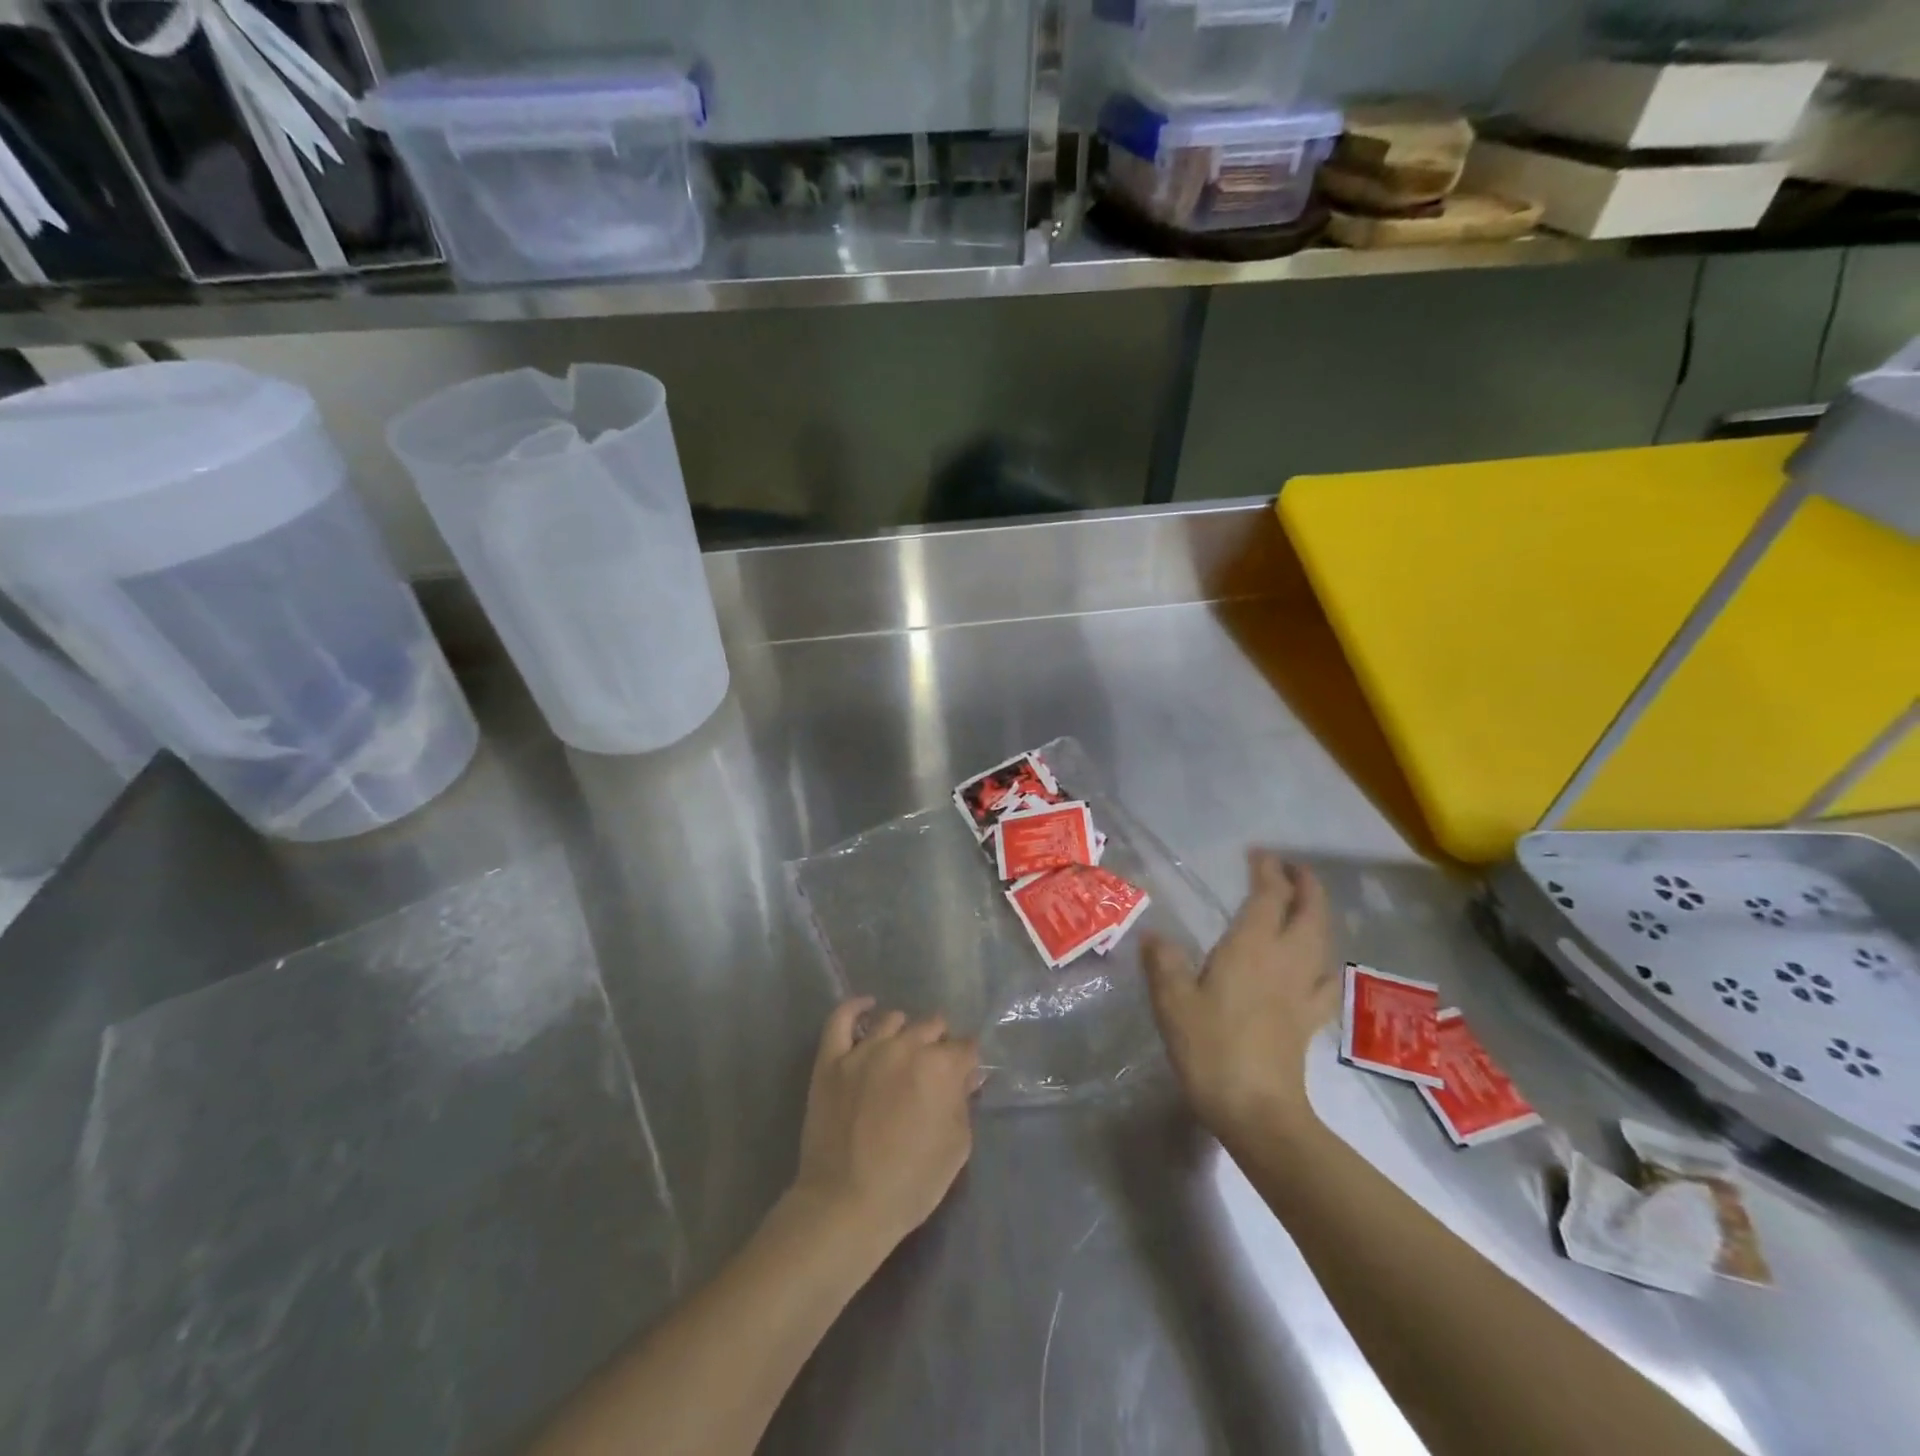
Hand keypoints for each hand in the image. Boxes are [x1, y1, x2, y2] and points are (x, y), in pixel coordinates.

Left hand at [789, 998, 979, 1254]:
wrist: (846, 1204)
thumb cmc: (911, 1183)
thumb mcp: (956, 1147)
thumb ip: (963, 1103)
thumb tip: (965, 1078)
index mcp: (940, 1067)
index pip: (965, 1047)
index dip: (968, 1062)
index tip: (965, 1077)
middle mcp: (905, 1046)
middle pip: (931, 1026)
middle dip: (939, 1043)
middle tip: (934, 1069)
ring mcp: (864, 1049)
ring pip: (893, 1020)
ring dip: (904, 1032)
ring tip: (903, 1051)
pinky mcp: (831, 1059)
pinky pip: (841, 1019)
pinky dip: (855, 1008)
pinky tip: (866, 1006)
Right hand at [1142, 851, 1335, 1138]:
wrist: (1257, 1111)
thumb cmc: (1211, 1048)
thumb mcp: (1172, 1001)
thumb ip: (1163, 963)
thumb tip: (1154, 936)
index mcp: (1252, 946)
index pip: (1268, 895)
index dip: (1267, 870)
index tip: (1257, 854)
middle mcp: (1285, 959)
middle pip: (1310, 911)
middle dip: (1305, 884)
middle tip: (1291, 868)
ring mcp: (1304, 990)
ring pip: (1322, 940)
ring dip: (1318, 914)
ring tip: (1304, 906)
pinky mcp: (1311, 1019)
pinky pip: (1326, 977)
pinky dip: (1324, 959)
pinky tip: (1316, 965)